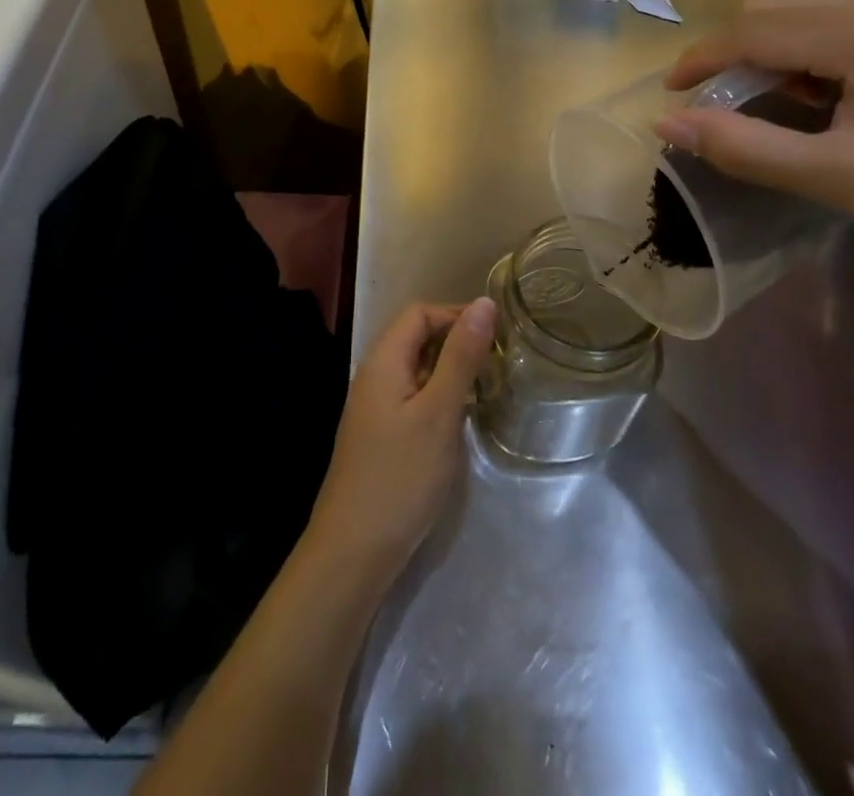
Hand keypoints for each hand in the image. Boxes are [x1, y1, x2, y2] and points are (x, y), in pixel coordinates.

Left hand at [303, 297, 496, 584]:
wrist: (354, 551)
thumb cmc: (401, 476)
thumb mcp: (439, 412)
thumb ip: (461, 356)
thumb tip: (484, 302)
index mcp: (384, 361)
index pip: (419, 313)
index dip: (457, 314)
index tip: (497, 334)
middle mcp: (374, 376)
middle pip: (416, 337)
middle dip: (457, 340)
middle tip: (499, 361)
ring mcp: (374, 407)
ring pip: (417, 368)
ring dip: (451, 369)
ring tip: (488, 385)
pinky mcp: (380, 434)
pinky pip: (413, 396)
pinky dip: (440, 395)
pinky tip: (462, 417)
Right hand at [655, 0, 853, 254]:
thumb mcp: (837, 179)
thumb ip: (745, 148)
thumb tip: (668, 123)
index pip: (752, 28)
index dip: (701, 58)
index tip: (670, 92)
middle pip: (769, 2)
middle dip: (733, 48)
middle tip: (731, 102)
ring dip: (767, 30)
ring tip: (776, 85)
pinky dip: (801, 21)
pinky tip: (817, 66)